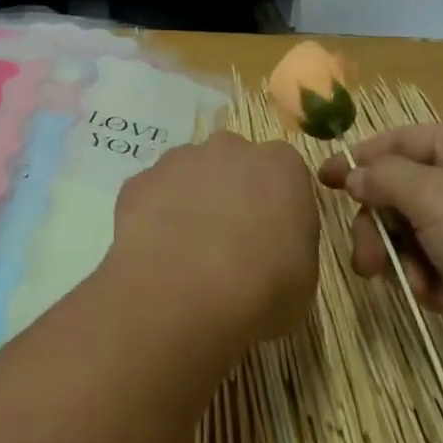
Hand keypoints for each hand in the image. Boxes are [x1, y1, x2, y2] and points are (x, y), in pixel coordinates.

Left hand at [110, 132, 320, 345]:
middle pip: (233, 162)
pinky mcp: (139, 180)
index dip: (276, 204)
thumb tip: (272, 247)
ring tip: (187, 252)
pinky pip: (152, 194)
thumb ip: (290, 245)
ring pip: (189, 173)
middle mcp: (230, 149)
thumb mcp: (303, 278)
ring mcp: (179, 160)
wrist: (181, 293)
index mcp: (281, 166)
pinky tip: (156, 254)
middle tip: (229, 242)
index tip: (272, 237)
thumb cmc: (260, 289)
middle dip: (231, 191)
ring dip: (190, 201)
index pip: (284, 172)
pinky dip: (154, 217)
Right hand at [318, 120, 442, 373]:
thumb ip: (384, 179)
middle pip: (401, 191)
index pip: (394, 142)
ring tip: (421, 289)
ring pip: (415, 231)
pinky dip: (436, 280)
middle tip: (368, 263)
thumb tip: (353, 174)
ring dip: (408, 261)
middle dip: (383, 229)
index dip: (356, 162)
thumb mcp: (434, 198)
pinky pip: (441, 260)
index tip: (321, 183)